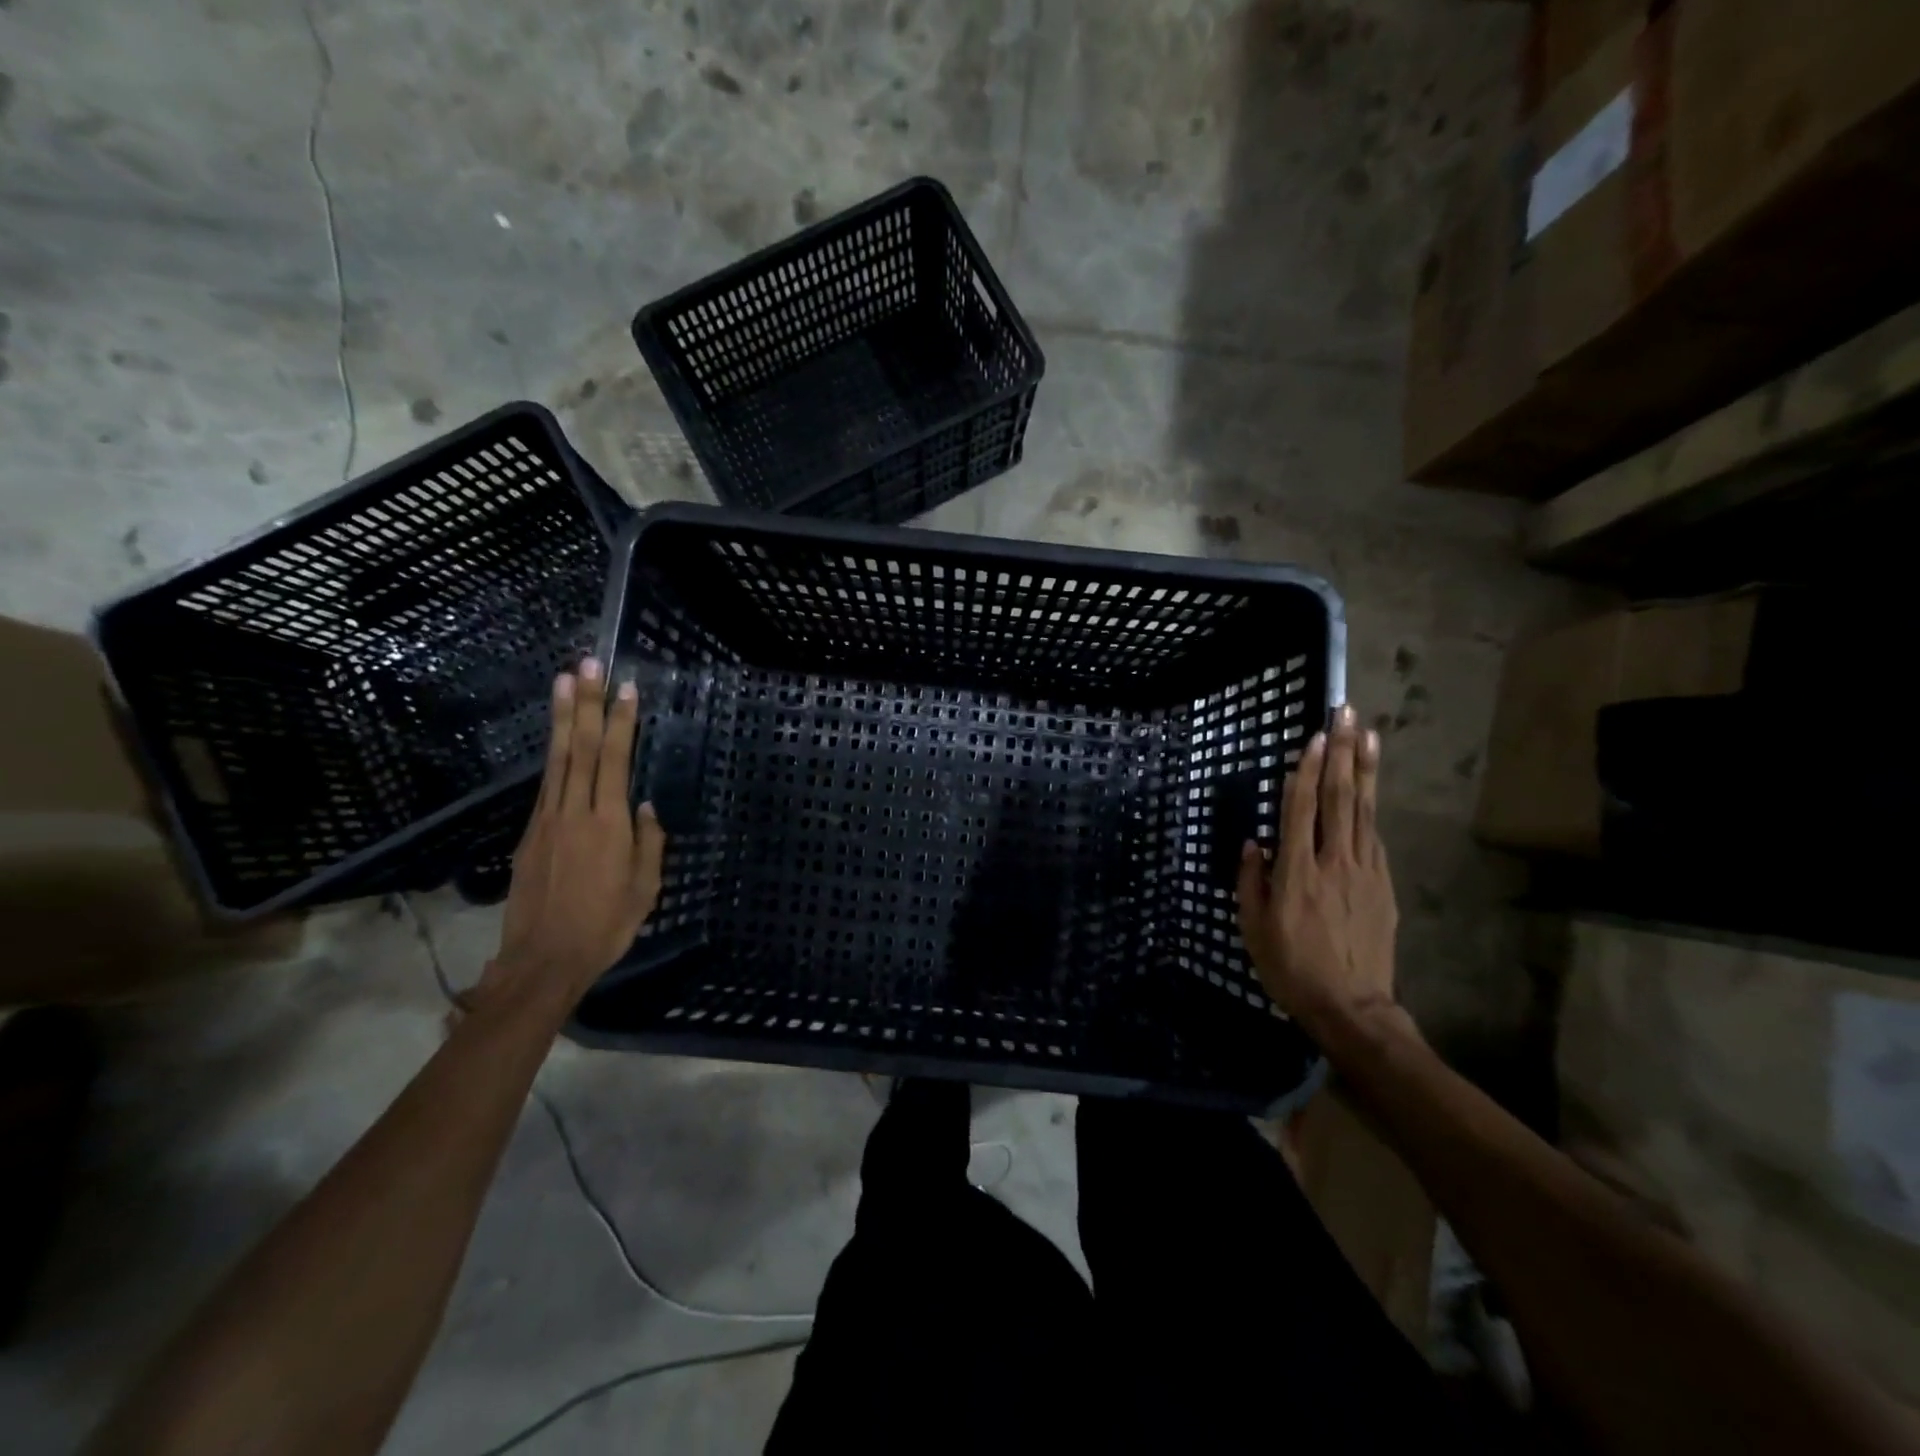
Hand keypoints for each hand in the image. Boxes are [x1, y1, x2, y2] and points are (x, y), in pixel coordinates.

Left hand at [484, 657, 666, 1010]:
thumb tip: (645, 807)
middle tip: (587, 663)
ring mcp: (547, 821)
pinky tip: (558, 738)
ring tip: (563, 680)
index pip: (614, 759)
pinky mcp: (529, 834)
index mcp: (608, 825)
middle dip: (585, 702)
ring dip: (561, 717)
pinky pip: (546, 785)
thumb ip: (648, 844)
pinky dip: (553, 754)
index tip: (626, 687)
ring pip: (556, 759)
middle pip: (579, 747)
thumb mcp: (645, 889)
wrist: (543, 961)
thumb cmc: (606, 927)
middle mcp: (575, 812)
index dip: (620, 720)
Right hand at [1237, 703, 1398, 1039]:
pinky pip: (1374, 837)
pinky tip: (1368, 790)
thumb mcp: (1253, 927)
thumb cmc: (1291, 967)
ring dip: (1365, 770)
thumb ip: (1252, 880)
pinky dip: (1369, 808)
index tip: (1316, 736)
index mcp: (1297, 872)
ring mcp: (1366, 871)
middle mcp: (1335, 862)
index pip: (1302, 808)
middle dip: (1343, 753)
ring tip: (1369, 735)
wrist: (1352, 1007)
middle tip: (1348, 714)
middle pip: (1339, 797)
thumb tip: (1253, 843)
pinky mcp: (1384, 885)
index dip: (1308, 769)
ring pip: (1364, 811)